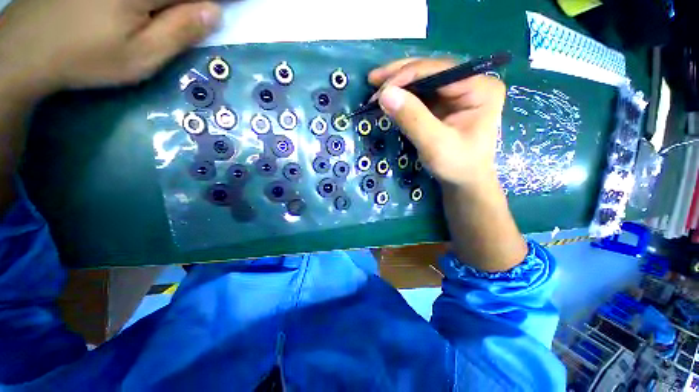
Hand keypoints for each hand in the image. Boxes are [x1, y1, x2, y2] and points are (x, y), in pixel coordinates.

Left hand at [0, 0, 220, 97]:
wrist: (27, 47)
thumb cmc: (86, 57)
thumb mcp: (141, 56)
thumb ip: (181, 31)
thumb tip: (215, 11)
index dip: (217, 0)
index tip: (228, 8)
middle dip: (194, 2)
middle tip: (203, 13)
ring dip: (173, 3)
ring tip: (175, 16)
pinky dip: (156, 2)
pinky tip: (154, 12)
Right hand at [369, 58, 505, 188]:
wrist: (463, 182)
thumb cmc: (457, 166)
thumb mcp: (435, 145)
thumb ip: (412, 119)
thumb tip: (385, 94)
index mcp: (479, 88)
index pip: (439, 71)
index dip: (406, 76)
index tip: (380, 90)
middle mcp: (470, 84)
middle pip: (430, 70)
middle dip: (400, 76)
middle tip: (373, 80)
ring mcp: (457, 93)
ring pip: (423, 80)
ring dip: (399, 84)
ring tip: (376, 87)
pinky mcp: (445, 104)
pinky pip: (421, 94)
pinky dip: (403, 96)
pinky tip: (389, 98)